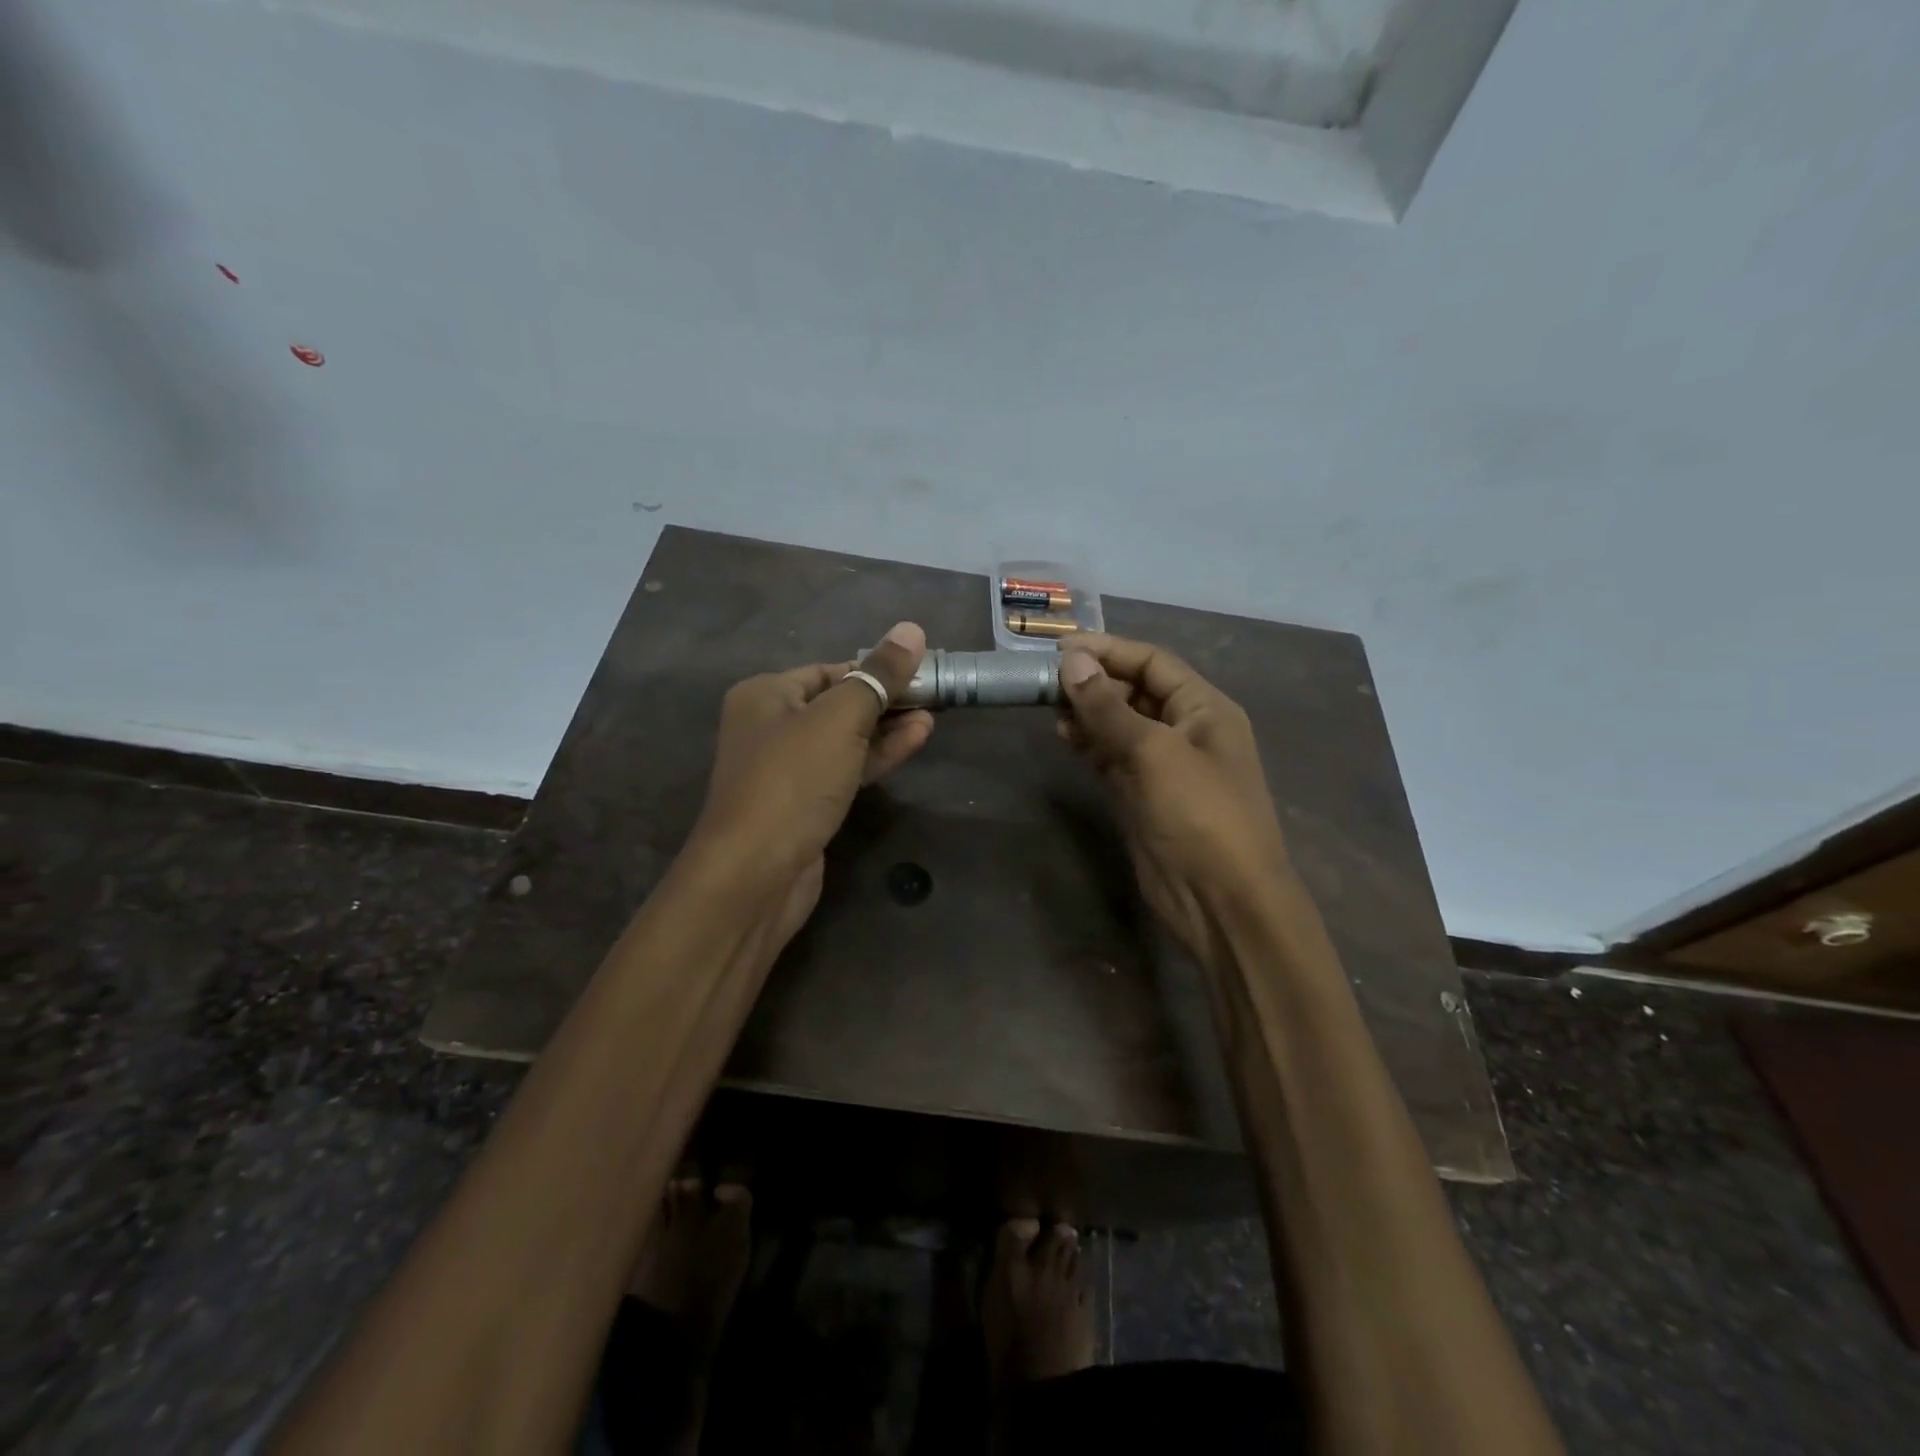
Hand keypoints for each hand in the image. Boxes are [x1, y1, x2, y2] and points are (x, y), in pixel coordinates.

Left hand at [688, 621, 934, 944]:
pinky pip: (846, 768)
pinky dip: (878, 756)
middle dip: (886, 699)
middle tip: (934, 695)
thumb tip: (911, 630)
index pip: (830, 670)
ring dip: (888, 728)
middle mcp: (771, 726)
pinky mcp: (806, 803)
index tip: (921, 670)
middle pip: (839, 702)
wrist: (756, 873)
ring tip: (934, 715)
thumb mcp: (839, 719)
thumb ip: (878, 676)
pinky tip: (915, 740)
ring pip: (845, 738)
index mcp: (765, 694)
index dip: (876, 668)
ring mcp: (788, 769)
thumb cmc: (793, 780)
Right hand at [1057, 634, 1290, 963]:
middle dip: (1094, 682)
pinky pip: (1112, 758)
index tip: (1059, 648)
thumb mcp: (1155, 752)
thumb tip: (1071, 662)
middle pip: (1135, 691)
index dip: (1108, 650)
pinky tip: (1064, 738)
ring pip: (1120, 725)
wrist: (1222, 901)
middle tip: (1045, 681)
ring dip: (1087, 713)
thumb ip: (1109, 707)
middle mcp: (1186, 730)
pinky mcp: (1143, 796)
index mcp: (1204, 708)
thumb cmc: (1200, 815)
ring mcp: (1164, 765)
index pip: (1153, 662)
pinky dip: (1089, 745)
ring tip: (1049, 708)